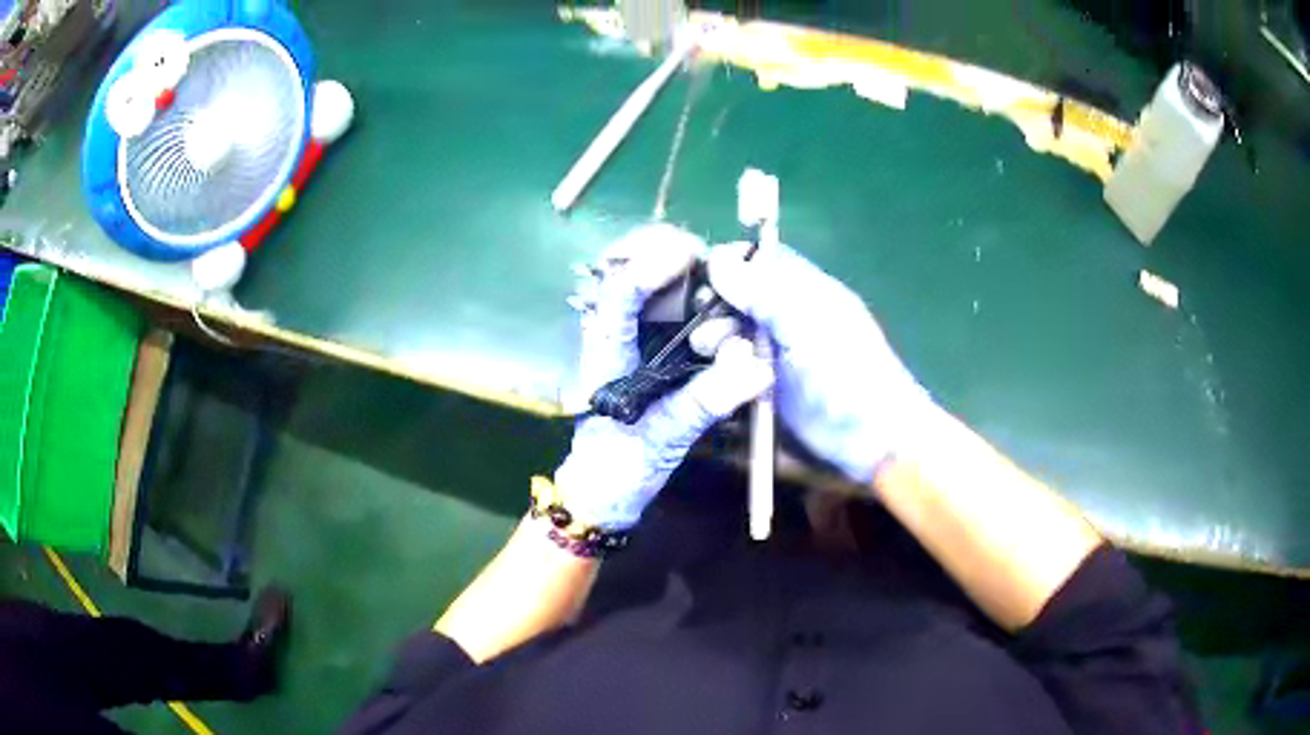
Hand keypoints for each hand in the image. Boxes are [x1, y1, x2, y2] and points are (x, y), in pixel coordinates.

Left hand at [557, 224, 772, 529]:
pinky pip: (673, 312)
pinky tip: (725, 311)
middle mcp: (618, 334)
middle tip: (713, 259)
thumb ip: (706, 402)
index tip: (692, 254)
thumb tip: (758, 368)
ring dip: (687, 275)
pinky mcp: (652, 355)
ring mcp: (634, 342)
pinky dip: (699, 302)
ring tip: (726, 286)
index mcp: (606, 349)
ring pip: (653, 286)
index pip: (619, 292)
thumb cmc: (619, 467)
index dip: (651, 265)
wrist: (604, 493)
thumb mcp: (663, 437)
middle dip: (668, 252)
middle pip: (632, 270)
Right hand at [707, 242, 931, 483]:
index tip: (703, 275)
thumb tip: (716, 259)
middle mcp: (789, 315)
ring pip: (734, 329)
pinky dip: (722, 364)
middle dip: (718, 304)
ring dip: (717, 336)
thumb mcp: (805, 326)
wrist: (867, 438)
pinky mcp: (766, 384)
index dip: (733, 262)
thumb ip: (763, 293)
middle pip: (741, 294)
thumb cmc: (847, 374)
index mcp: (808, 291)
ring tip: (710, 350)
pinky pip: (735, 363)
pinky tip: (716, 371)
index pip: (764, 259)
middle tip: (704, 322)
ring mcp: (777, 351)